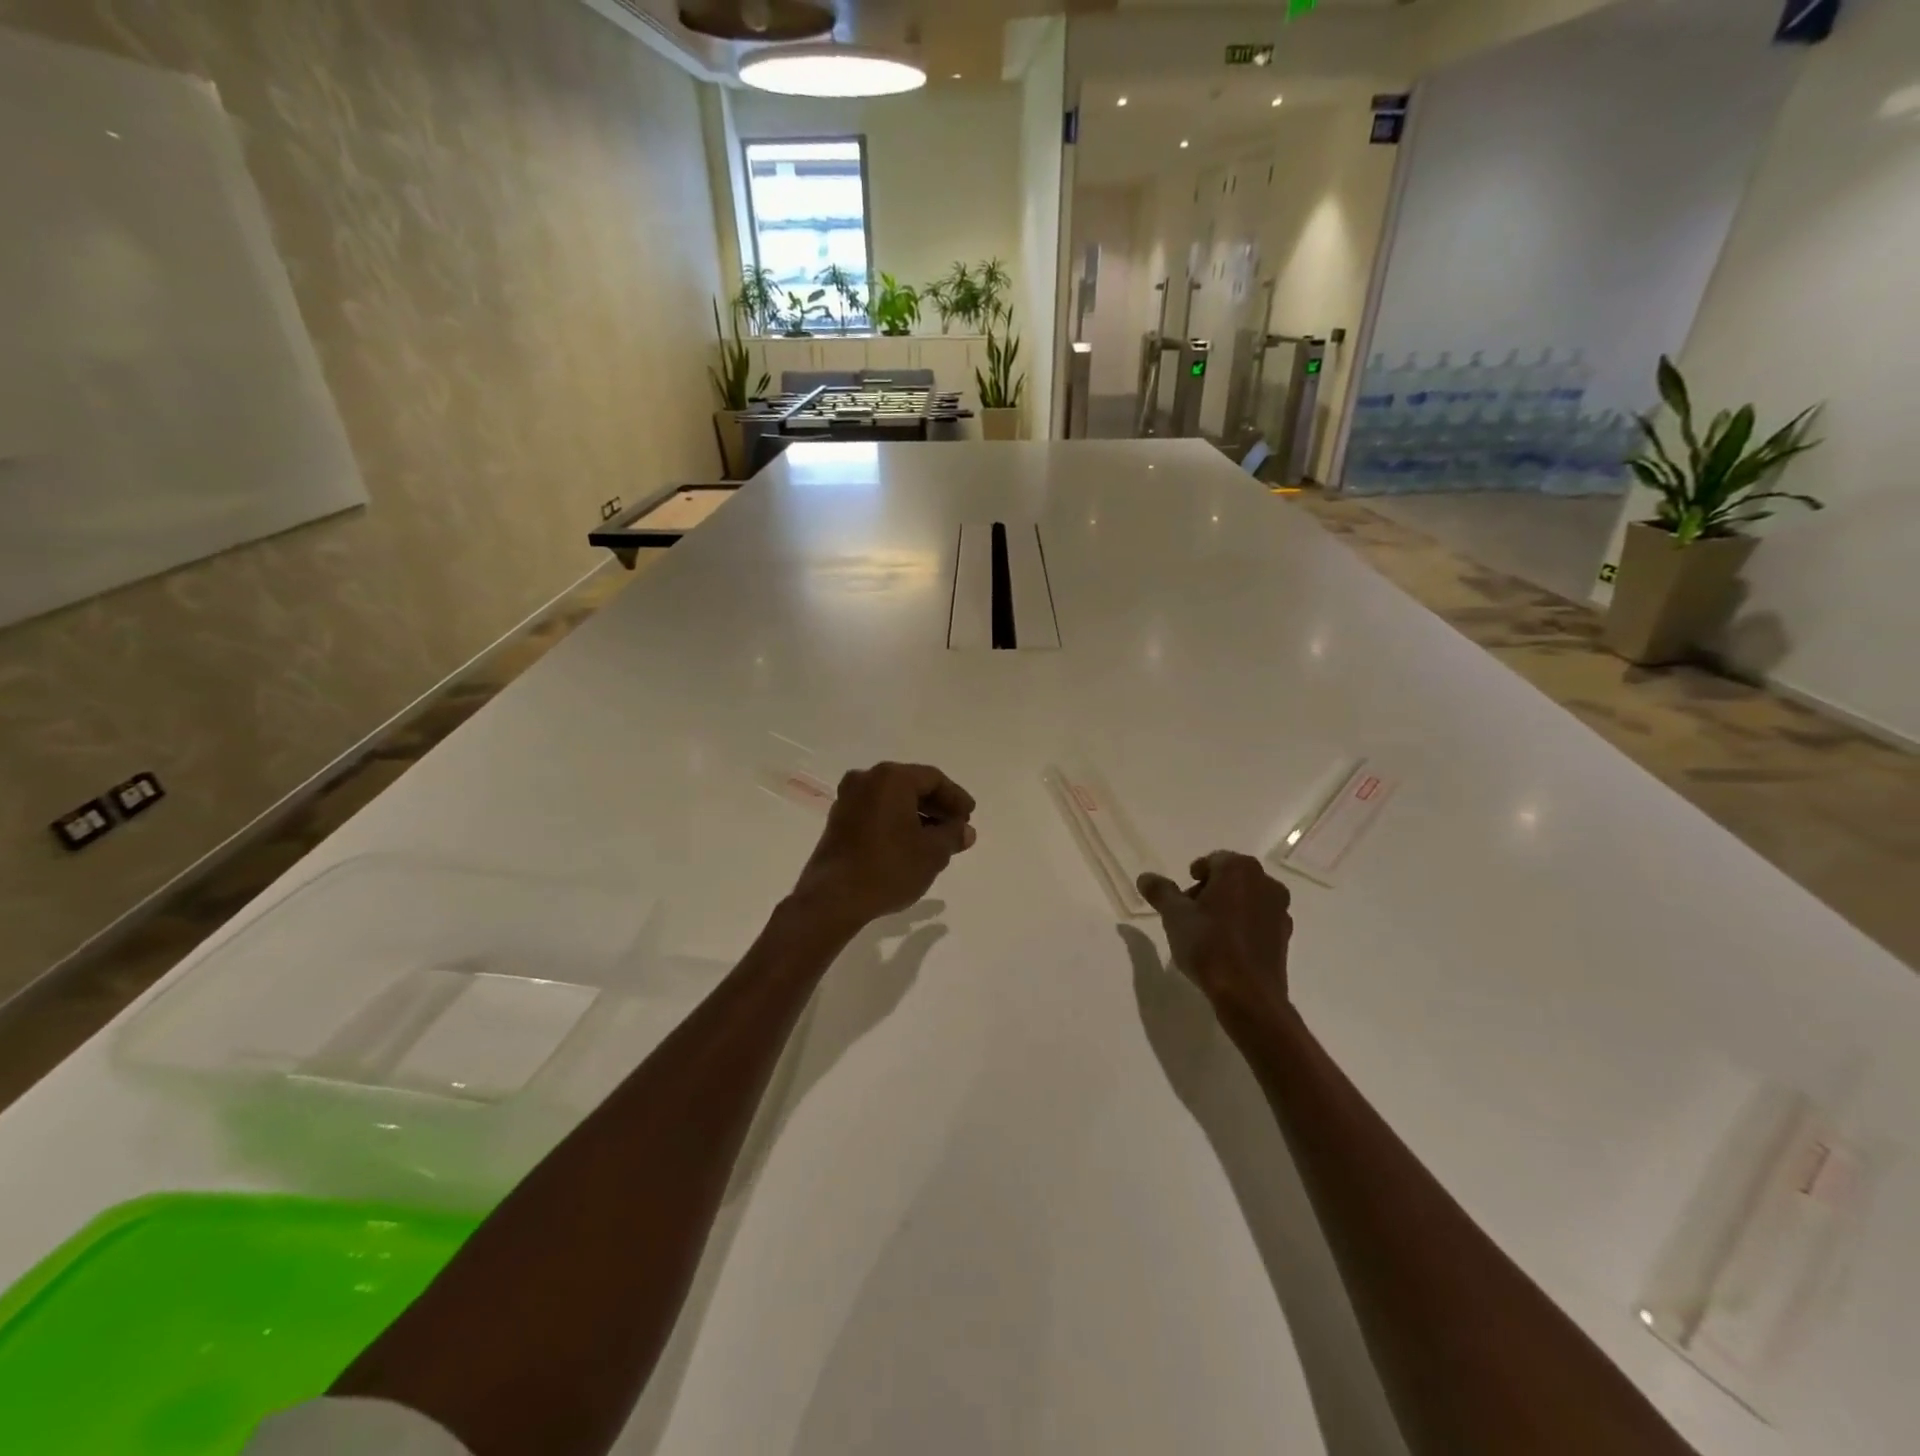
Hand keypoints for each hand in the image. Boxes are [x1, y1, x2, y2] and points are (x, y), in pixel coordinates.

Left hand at [791, 763, 976, 932]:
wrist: (833, 898)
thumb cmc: (889, 868)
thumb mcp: (932, 853)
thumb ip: (953, 835)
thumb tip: (965, 831)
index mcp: (891, 778)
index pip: (933, 778)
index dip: (956, 798)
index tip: (969, 817)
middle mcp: (866, 779)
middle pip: (911, 786)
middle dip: (937, 807)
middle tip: (956, 827)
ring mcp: (848, 799)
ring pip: (892, 799)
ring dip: (917, 815)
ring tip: (936, 840)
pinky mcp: (838, 820)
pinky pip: (876, 811)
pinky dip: (896, 822)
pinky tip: (910, 844)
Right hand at [1137, 853, 1292, 1025]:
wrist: (1248, 994)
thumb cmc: (1208, 945)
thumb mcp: (1174, 916)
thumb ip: (1160, 892)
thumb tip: (1145, 877)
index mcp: (1239, 870)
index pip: (1213, 860)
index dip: (1195, 875)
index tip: (1182, 895)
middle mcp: (1266, 883)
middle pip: (1232, 878)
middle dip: (1210, 890)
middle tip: (1189, 912)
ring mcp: (1280, 910)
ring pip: (1247, 899)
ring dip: (1227, 908)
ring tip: (1206, 931)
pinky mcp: (1284, 936)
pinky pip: (1258, 921)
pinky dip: (1243, 925)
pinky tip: (1226, 946)